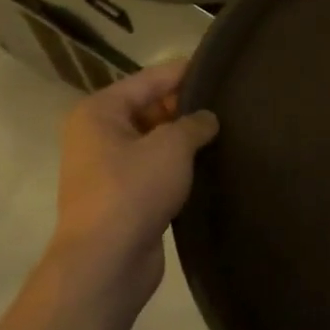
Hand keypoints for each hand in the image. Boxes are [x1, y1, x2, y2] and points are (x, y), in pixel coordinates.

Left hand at [47, 61, 218, 316]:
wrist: (106, 262)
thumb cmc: (133, 190)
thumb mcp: (171, 147)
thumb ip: (194, 124)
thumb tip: (206, 119)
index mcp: (99, 112)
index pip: (149, 79)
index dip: (185, 72)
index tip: (220, 67)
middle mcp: (98, 135)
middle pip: (150, 108)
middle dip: (186, 107)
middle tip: (231, 104)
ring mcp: (109, 168)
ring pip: (155, 141)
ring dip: (185, 140)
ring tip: (228, 132)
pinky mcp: (124, 197)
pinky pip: (156, 169)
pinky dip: (179, 166)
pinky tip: (210, 165)